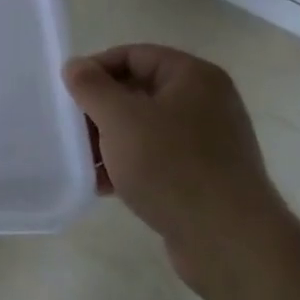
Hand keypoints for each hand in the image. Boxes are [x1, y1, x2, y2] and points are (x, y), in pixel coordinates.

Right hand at [63, 45, 295, 298]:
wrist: (231, 244)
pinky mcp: (204, 178)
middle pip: (137, 92)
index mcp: (193, 77)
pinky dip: (129, 166)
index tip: (68, 93)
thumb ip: (91, 87)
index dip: (96, 69)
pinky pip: (157, 159)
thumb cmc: (172, 167)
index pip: (133, 55)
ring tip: (84, 162)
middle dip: (100, 111)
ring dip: (110, 141)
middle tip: (73, 130)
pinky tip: (104, 186)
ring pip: (144, 128)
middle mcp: (206, 103)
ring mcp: (208, 142)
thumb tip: (75, 66)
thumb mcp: (120, 119)